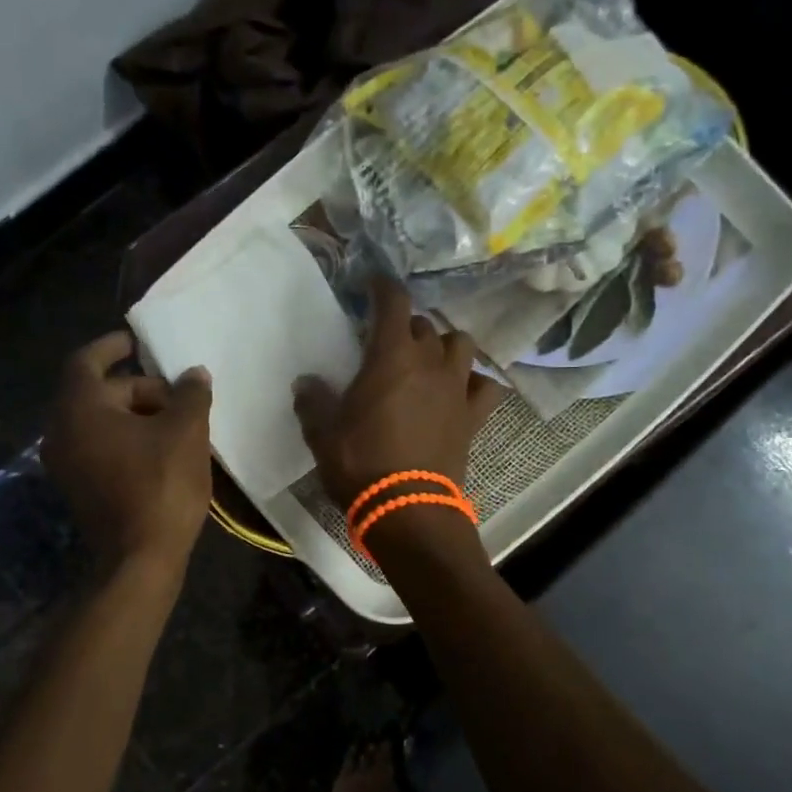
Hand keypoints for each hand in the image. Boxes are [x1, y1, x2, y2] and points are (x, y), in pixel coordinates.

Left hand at [42, 331, 213, 571]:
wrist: (140, 558)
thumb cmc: (160, 485)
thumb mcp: (186, 431)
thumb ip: (191, 394)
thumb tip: (194, 374)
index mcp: (79, 409)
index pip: (86, 361)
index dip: (111, 346)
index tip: (136, 341)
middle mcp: (61, 432)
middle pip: (98, 393)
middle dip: (138, 388)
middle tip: (178, 394)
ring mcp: (66, 463)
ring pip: (100, 422)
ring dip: (135, 414)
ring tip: (177, 420)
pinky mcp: (78, 487)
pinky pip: (99, 446)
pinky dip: (126, 437)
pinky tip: (162, 447)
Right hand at [292, 278, 501, 508]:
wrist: (407, 509)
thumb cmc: (360, 463)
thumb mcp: (322, 432)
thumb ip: (313, 400)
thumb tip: (306, 382)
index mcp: (391, 357)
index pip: (393, 302)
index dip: (383, 286)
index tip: (373, 282)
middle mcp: (430, 362)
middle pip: (423, 324)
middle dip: (405, 325)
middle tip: (386, 341)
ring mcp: (457, 388)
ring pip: (460, 345)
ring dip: (443, 344)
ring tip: (427, 360)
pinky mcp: (473, 416)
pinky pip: (485, 386)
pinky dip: (474, 381)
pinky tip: (460, 390)